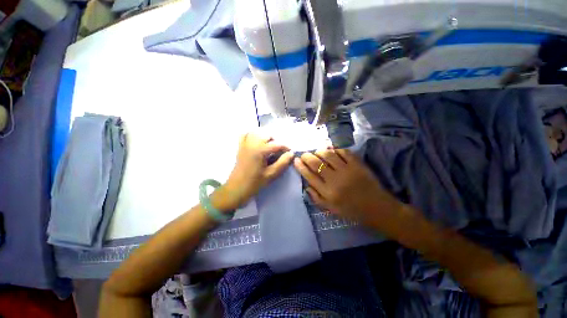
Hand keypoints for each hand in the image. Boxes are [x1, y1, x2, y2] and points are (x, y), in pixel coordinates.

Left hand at [218, 133, 293, 210]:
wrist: (237, 188)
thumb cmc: (255, 183)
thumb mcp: (271, 174)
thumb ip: (282, 163)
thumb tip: (291, 153)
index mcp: (260, 150)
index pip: (277, 144)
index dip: (285, 147)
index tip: (290, 152)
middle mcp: (252, 143)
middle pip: (267, 135)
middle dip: (275, 142)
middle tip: (279, 152)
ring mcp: (245, 144)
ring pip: (257, 133)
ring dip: (265, 138)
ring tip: (269, 147)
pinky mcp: (240, 147)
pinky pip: (245, 135)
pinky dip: (252, 135)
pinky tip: (256, 142)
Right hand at [293, 148, 401, 224]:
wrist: (377, 208)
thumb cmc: (352, 210)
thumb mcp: (331, 209)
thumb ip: (316, 198)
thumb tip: (306, 185)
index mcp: (327, 192)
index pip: (309, 175)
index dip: (300, 166)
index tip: (296, 160)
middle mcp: (335, 180)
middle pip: (316, 163)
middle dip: (307, 156)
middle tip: (304, 154)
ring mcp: (347, 170)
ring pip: (328, 155)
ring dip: (320, 151)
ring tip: (317, 152)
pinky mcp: (358, 165)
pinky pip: (344, 152)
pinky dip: (336, 149)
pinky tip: (332, 150)